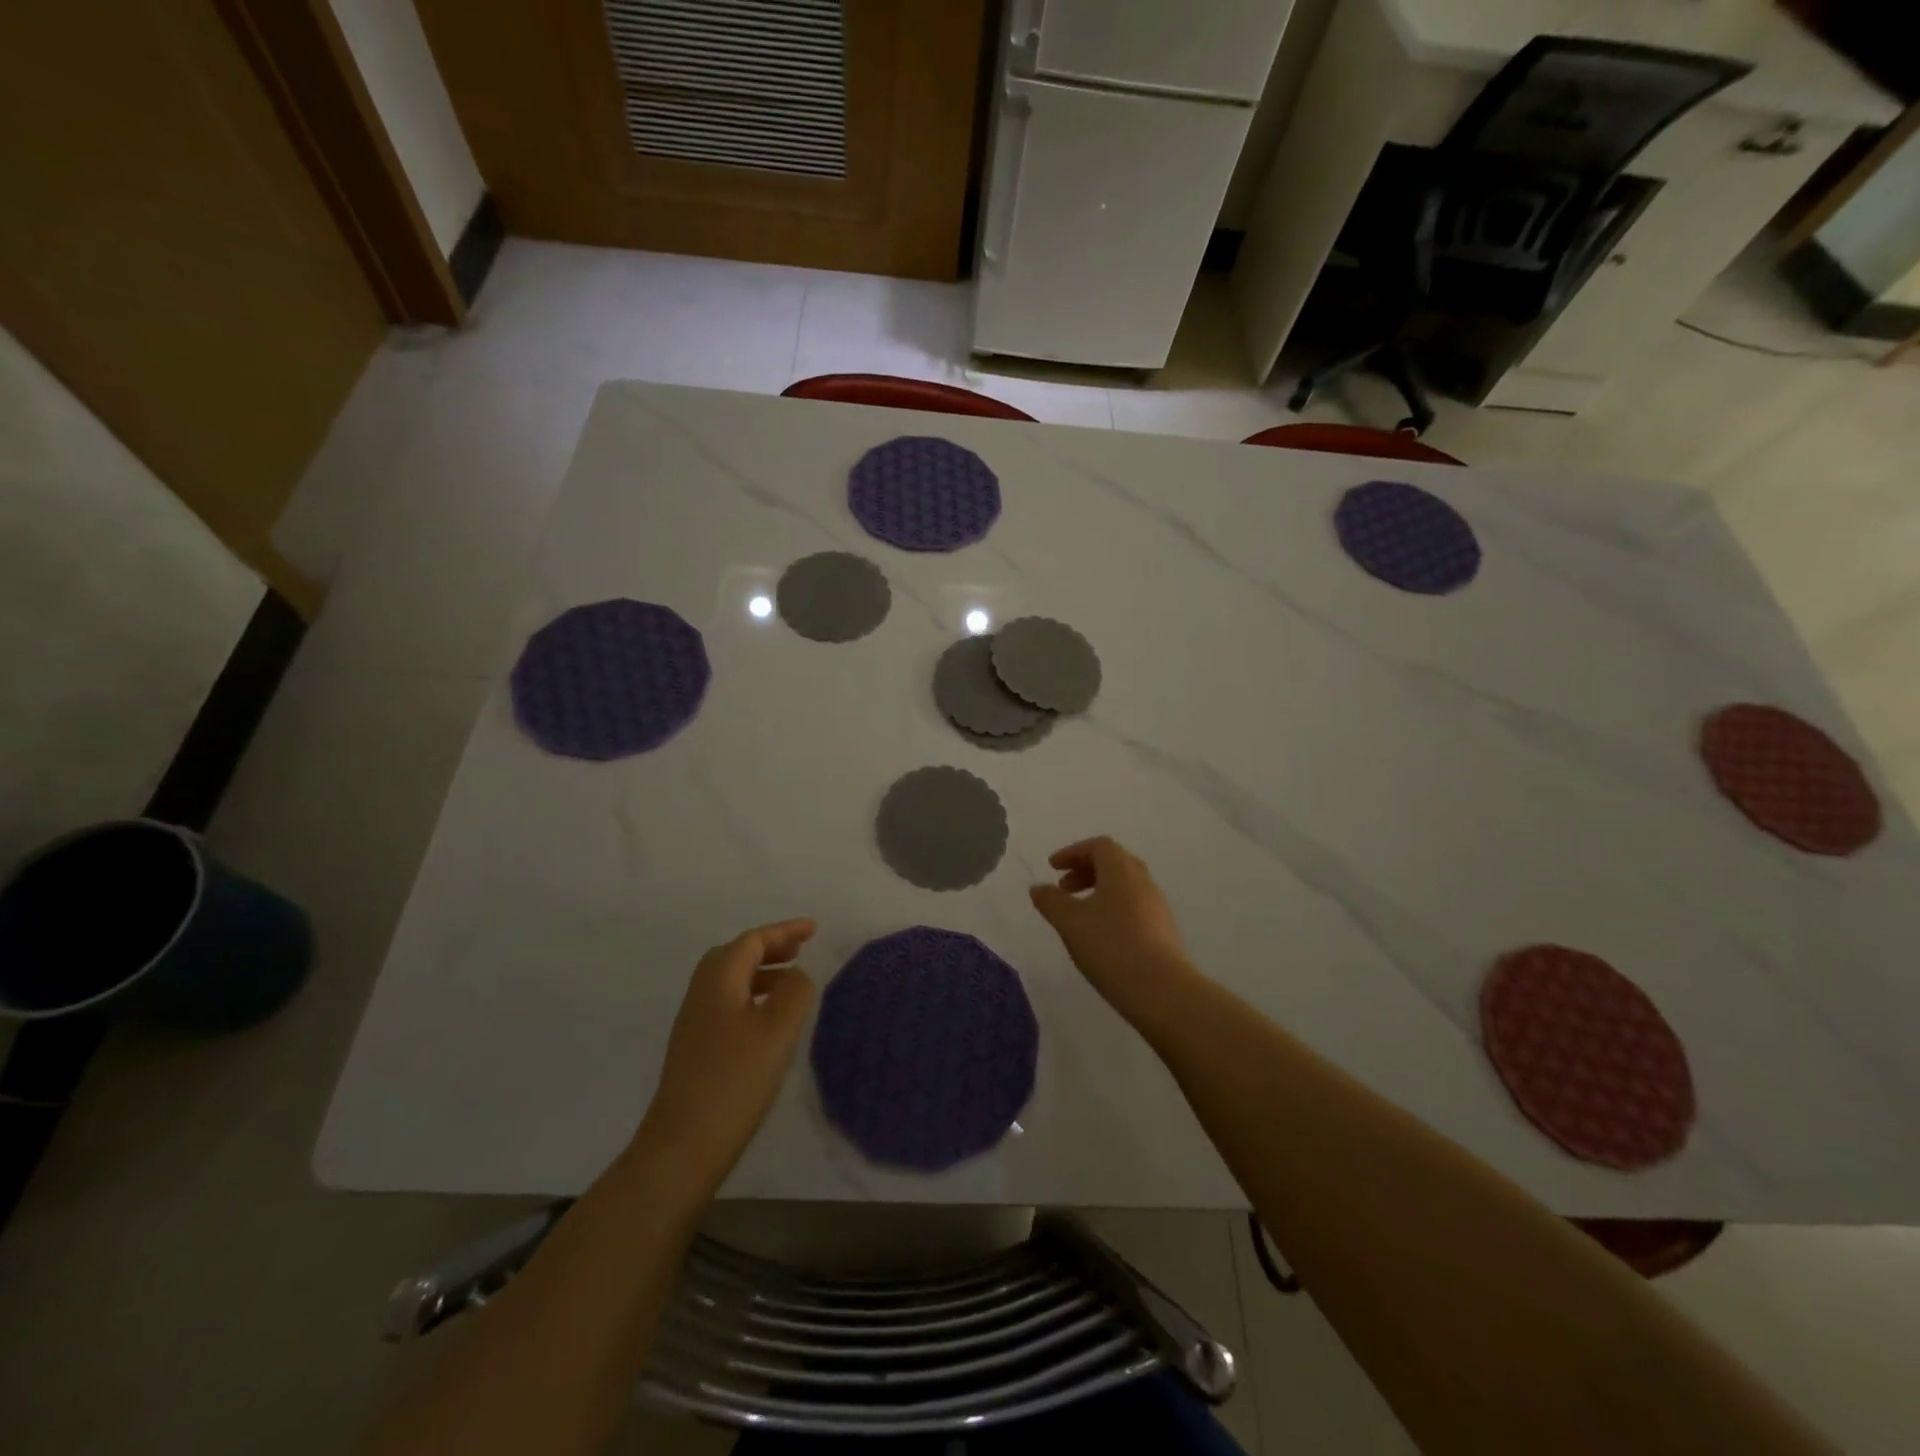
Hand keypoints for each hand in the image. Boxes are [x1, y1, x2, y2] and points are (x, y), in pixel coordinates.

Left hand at [638, 919, 816, 1193]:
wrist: (683, 1145)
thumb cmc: (735, 1080)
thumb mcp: (778, 1030)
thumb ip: (794, 991)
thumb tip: (796, 976)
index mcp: (718, 981)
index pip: (752, 941)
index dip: (784, 931)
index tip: (814, 930)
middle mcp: (701, 994)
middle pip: (734, 954)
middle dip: (769, 947)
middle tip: (800, 951)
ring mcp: (694, 1022)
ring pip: (728, 979)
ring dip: (760, 972)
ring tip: (790, 982)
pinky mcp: (694, 1047)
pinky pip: (725, 1002)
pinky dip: (750, 994)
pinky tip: (767, 1019)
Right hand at [1029, 837, 1196, 1026]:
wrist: (1162, 991)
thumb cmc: (1111, 947)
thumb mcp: (1070, 923)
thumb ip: (1051, 901)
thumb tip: (1038, 887)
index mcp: (1122, 870)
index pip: (1099, 846)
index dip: (1073, 852)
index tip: (1053, 867)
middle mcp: (1143, 881)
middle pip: (1114, 863)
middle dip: (1085, 870)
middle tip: (1063, 888)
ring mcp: (1157, 907)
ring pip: (1125, 886)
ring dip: (1099, 891)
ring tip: (1078, 914)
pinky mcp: (1163, 931)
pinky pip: (1133, 907)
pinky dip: (1112, 909)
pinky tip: (1100, 935)